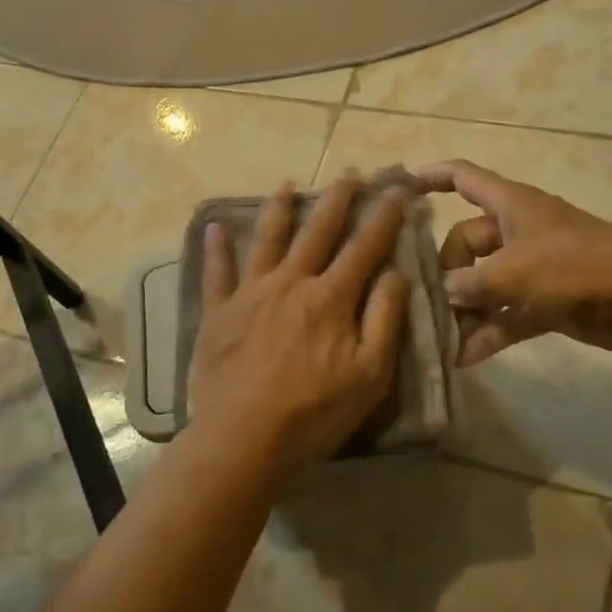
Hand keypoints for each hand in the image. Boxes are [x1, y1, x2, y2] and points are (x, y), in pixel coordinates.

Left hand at [186, 173, 411, 477]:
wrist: (244, 438)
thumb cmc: (314, 412)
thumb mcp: (370, 374)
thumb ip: (384, 319)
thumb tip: (394, 273)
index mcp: (331, 297)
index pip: (364, 247)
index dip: (383, 217)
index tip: (397, 191)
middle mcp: (291, 282)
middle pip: (317, 231)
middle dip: (336, 200)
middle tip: (348, 174)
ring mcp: (251, 293)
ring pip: (267, 239)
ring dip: (279, 209)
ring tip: (287, 184)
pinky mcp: (219, 312)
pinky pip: (216, 272)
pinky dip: (216, 248)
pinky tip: (214, 226)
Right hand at [414, 159, 611, 364]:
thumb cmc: (576, 266)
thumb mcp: (513, 271)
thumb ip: (469, 283)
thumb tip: (442, 293)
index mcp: (510, 205)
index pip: (463, 178)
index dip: (431, 177)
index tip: (399, 189)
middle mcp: (516, 231)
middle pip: (465, 242)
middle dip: (445, 271)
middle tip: (425, 301)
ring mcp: (531, 268)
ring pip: (483, 284)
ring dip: (463, 309)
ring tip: (436, 337)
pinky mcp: (545, 302)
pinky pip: (505, 315)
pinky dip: (487, 332)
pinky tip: (463, 357)